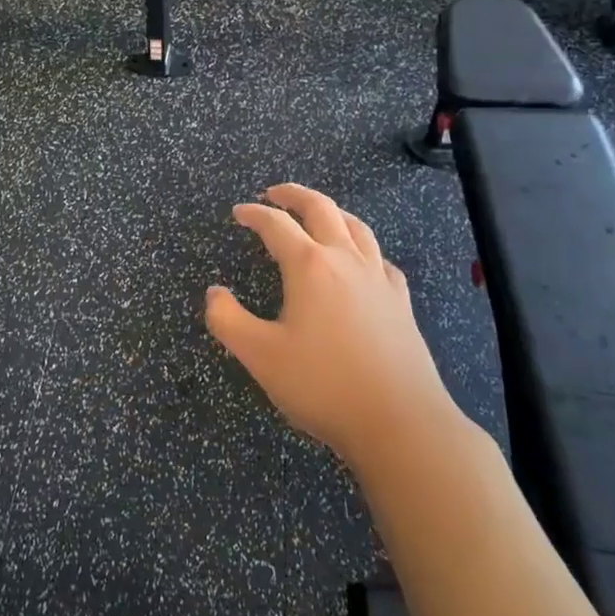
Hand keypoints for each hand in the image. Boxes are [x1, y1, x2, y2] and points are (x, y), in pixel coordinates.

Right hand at [206, 184, 453, 465]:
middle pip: (322, 209)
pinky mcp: (400, 302)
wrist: (400, 422)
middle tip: (274, 193)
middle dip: (294, 195)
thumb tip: (214, 293)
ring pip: (357, 227)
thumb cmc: (323, 385)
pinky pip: (380, 259)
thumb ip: (227, 319)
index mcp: (309, 267)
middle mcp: (346, 261)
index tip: (238, 213)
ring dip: (332, 212)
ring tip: (317, 213)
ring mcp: (379, 280)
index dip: (253, 214)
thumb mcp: (259, 355)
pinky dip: (363, 247)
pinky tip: (361, 261)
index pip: (276, 225)